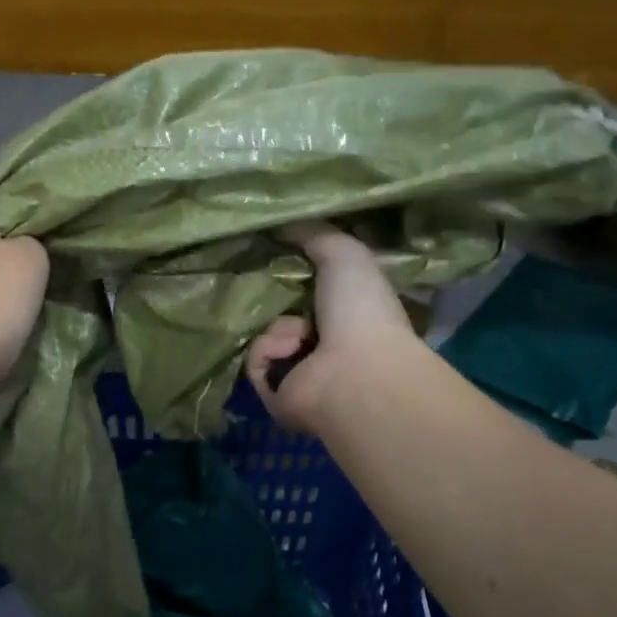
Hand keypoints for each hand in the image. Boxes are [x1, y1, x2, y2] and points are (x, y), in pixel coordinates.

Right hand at [245, 222, 416, 433]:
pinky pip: (256, 360)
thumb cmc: (360, 309)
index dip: (292, 272)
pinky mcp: (278, 395)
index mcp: (348, 313)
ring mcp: (303, 373)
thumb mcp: (342, 252)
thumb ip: (313, 232)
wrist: (355, 372)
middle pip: (282, 312)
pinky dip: (267, 350)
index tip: (270, 253)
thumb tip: (280, 222)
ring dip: (277, 327)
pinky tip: (289, 349)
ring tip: (296, 330)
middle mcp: (327, 344)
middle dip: (270, 298)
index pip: (312, 289)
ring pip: (266, 335)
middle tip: (257, 281)